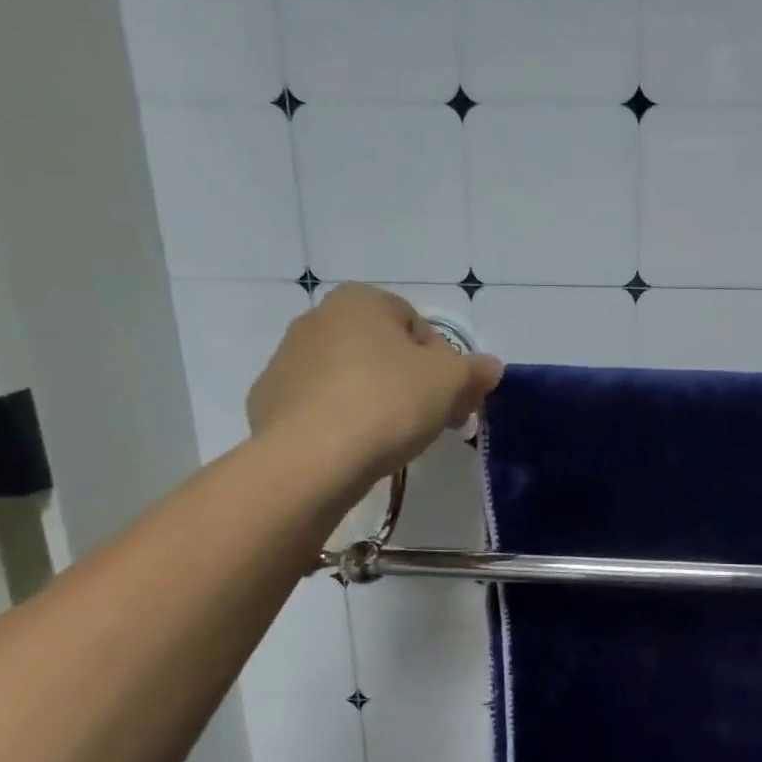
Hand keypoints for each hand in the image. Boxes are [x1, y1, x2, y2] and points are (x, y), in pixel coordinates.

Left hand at [247, 283, 502, 480]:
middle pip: (386, 352)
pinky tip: (355, 448)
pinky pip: (322, 406)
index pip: (421, 328)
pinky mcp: (269, 401)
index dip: (447, 366)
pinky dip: (343, 421)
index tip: (455, 402)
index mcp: (361, 301)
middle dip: (415, 384)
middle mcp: (318, 318)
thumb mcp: (451, 383)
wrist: (309, 460)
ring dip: (379, 401)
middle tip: (434, 423)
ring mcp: (287, 360)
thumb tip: (491, 367)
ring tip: (394, 440)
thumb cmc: (387, 404)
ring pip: (353, 378)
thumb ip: (476, 370)